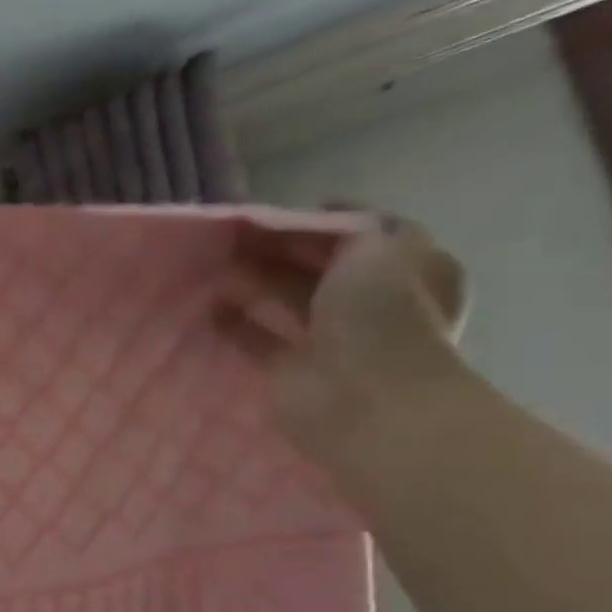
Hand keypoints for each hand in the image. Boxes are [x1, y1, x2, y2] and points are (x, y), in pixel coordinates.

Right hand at [218, 211, 469, 474]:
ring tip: (212, 265)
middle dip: (276, 249)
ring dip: (251, 282)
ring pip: (283, 299)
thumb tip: (320, 215)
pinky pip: (257, 339)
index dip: (315, 221)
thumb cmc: (382, 315)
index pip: (356, 233)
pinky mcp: (290, 369)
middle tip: (230, 235)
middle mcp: (368, 301)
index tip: (271, 212)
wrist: (364, 398)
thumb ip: (350, 225)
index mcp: (404, 268)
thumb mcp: (381, 245)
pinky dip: (233, 323)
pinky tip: (207, 307)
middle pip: (315, 266)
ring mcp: (328, 338)